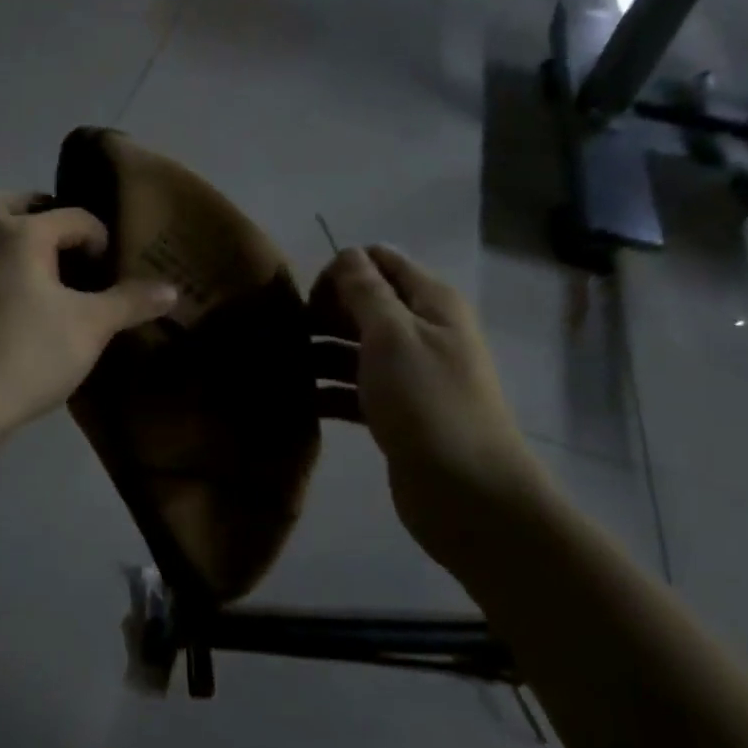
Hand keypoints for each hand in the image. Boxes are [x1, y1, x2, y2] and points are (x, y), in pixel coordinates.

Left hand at [0, 191, 177, 430]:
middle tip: (68, 241)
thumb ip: (131, 302)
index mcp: (21, 233)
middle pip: (9, 201)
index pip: (73, 217)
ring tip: (45, 263)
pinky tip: (23, 292)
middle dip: (41, 212)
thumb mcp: (91, 326)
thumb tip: (172, 290)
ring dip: (13, 232)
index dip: (100, 240)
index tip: (111, 273)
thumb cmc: (29, 353)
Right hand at [310, 246, 553, 561]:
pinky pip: (354, 387)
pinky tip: (297, 400)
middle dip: (324, 313)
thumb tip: (347, 254)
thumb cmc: (428, 402)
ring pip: (354, 347)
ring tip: (280, 368)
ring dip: (319, 352)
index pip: (379, 261)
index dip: (342, 272)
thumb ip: (366, 290)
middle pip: (363, 304)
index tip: (312, 301)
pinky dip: (327, 390)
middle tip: (288, 336)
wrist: (467, 494)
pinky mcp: (396, 411)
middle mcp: (422, 330)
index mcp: (430, 303)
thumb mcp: (392, 335)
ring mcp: (410, 373)